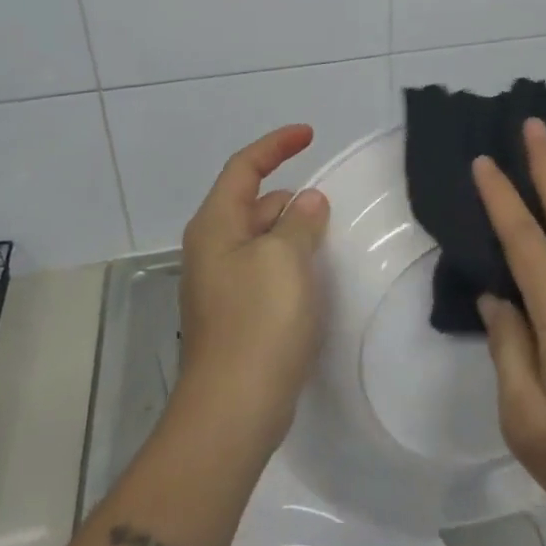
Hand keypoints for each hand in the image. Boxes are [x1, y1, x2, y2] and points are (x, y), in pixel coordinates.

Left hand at [175, 124, 330, 451]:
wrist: (232, 411)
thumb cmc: (258, 323)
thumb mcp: (285, 259)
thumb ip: (299, 222)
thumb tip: (307, 202)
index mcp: (216, 226)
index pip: (244, 168)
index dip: (276, 145)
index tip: (310, 134)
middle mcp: (213, 250)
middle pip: (252, 203)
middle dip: (290, 196)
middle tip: (332, 203)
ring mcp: (222, 286)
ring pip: (262, 239)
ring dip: (294, 231)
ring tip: (332, 236)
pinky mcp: (237, 316)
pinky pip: (267, 271)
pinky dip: (291, 262)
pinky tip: (317, 277)